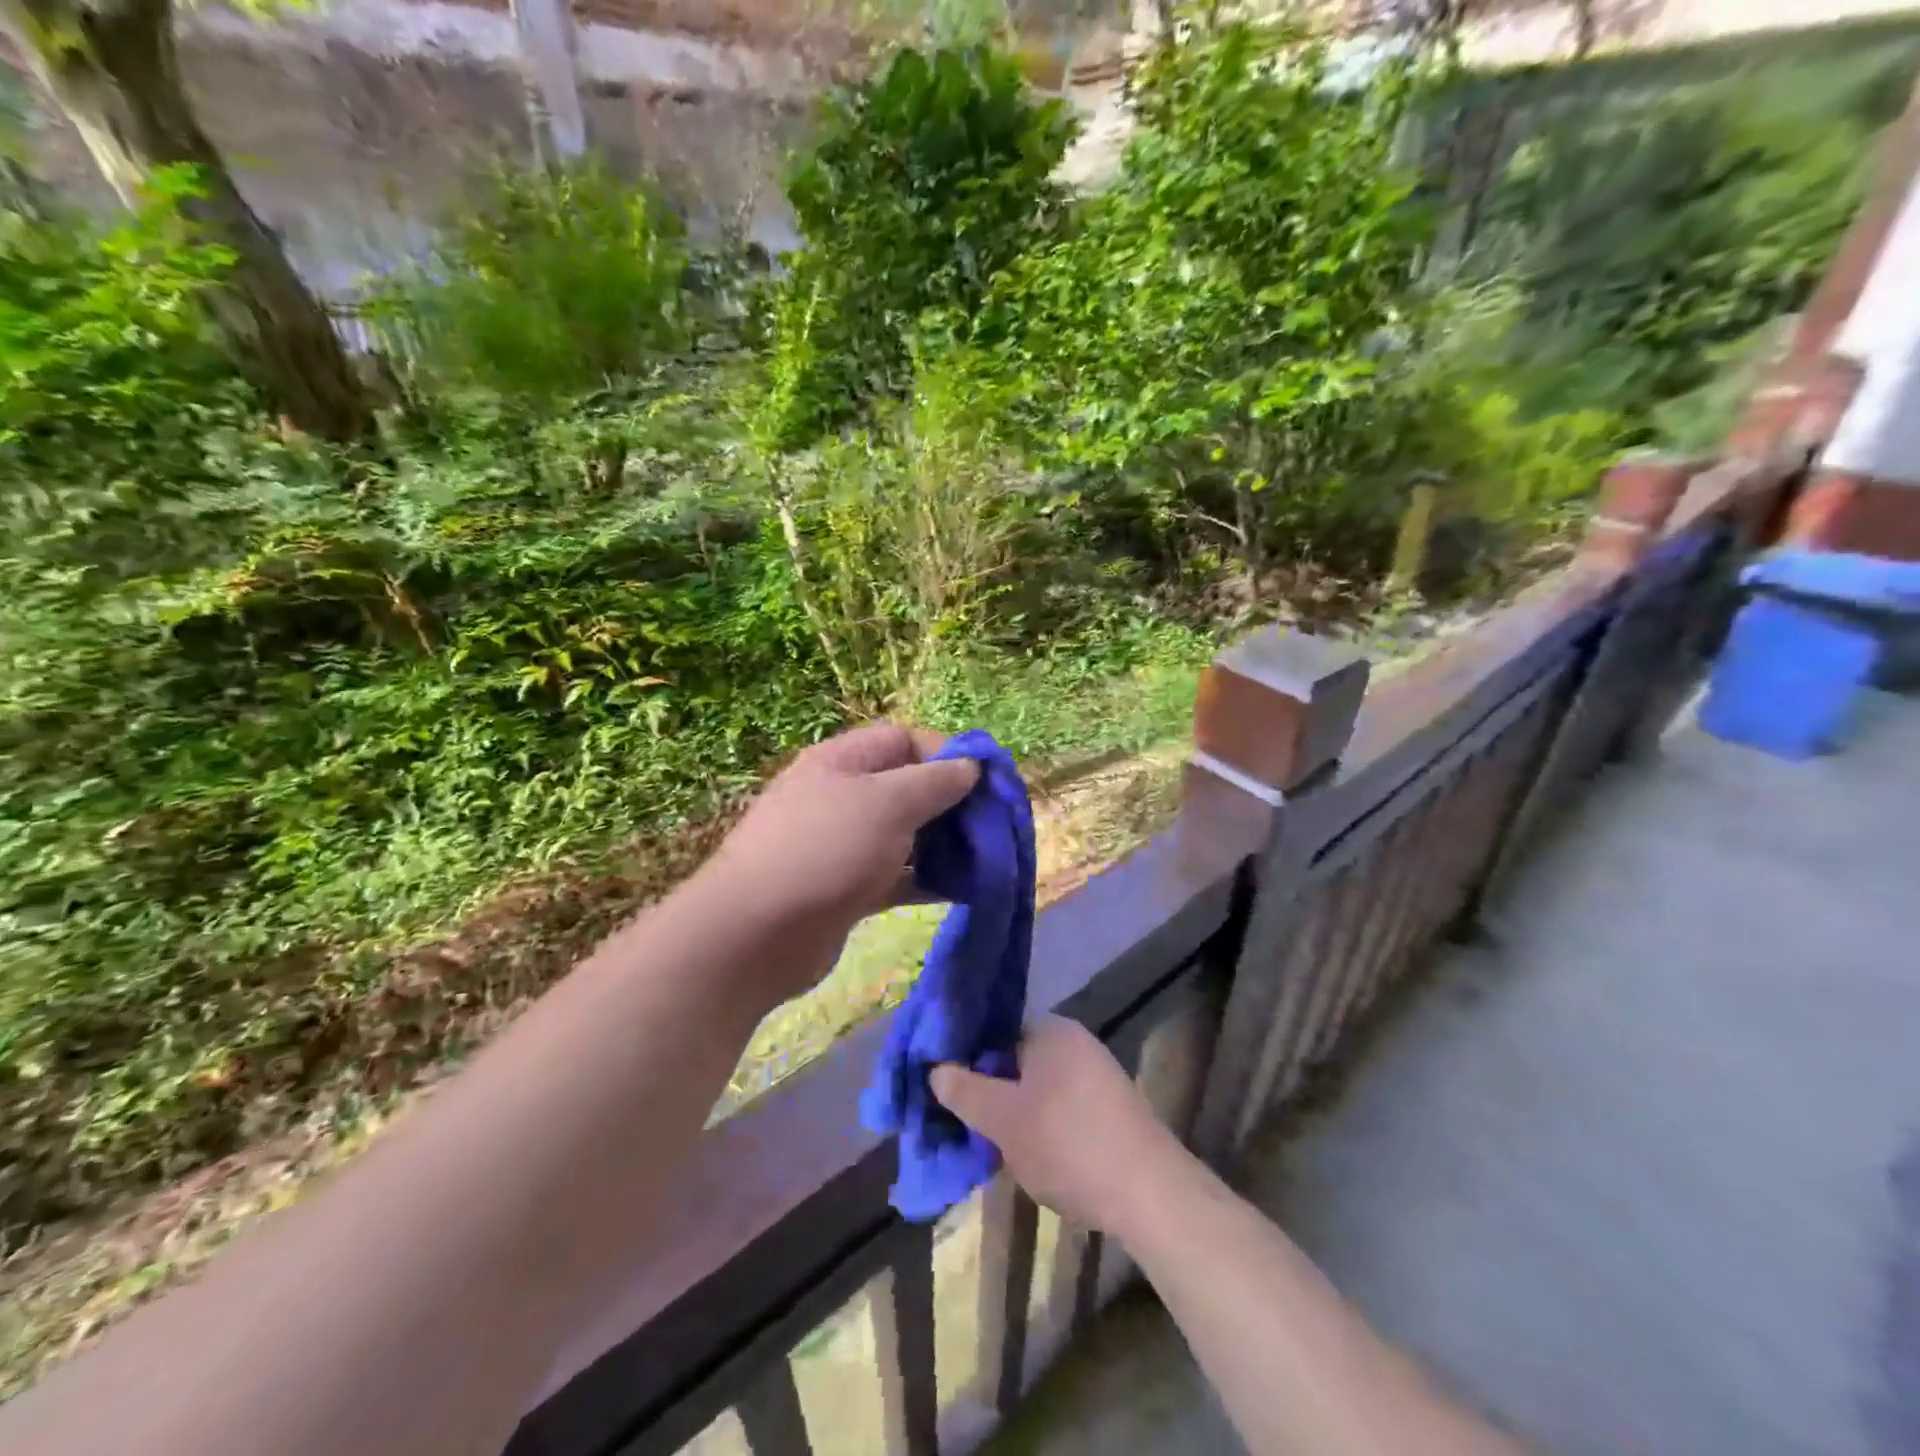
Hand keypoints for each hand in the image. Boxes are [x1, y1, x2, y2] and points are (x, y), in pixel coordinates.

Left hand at [699, 722, 978, 1007]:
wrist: (755, 935)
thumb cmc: (826, 850)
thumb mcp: (888, 803)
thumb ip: (935, 781)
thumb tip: (970, 767)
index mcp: (844, 761)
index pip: (905, 740)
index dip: (948, 754)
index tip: (986, 784)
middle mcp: (841, 796)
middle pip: (907, 787)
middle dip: (951, 803)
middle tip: (990, 828)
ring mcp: (841, 844)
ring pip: (904, 834)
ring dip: (943, 844)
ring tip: (982, 862)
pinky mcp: (845, 888)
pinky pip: (896, 875)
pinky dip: (925, 880)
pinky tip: (959, 892)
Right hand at [931, 1015, 1190, 1237]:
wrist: (1150, 1194)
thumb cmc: (1068, 1144)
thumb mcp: (1004, 1121)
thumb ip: (966, 1091)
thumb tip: (935, 1069)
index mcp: (1051, 1030)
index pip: (996, 1028)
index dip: (966, 1053)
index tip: (942, 1081)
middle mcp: (1076, 1042)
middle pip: (1016, 1057)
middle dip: (988, 1086)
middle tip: (961, 1117)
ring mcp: (1097, 1075)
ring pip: (1038, 1085)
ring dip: (1013, 1109)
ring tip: (988, 1141)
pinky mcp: (1110, 1108)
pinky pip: (1061, 1105)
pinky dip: (1040, 1123)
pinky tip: (1028, 1153)